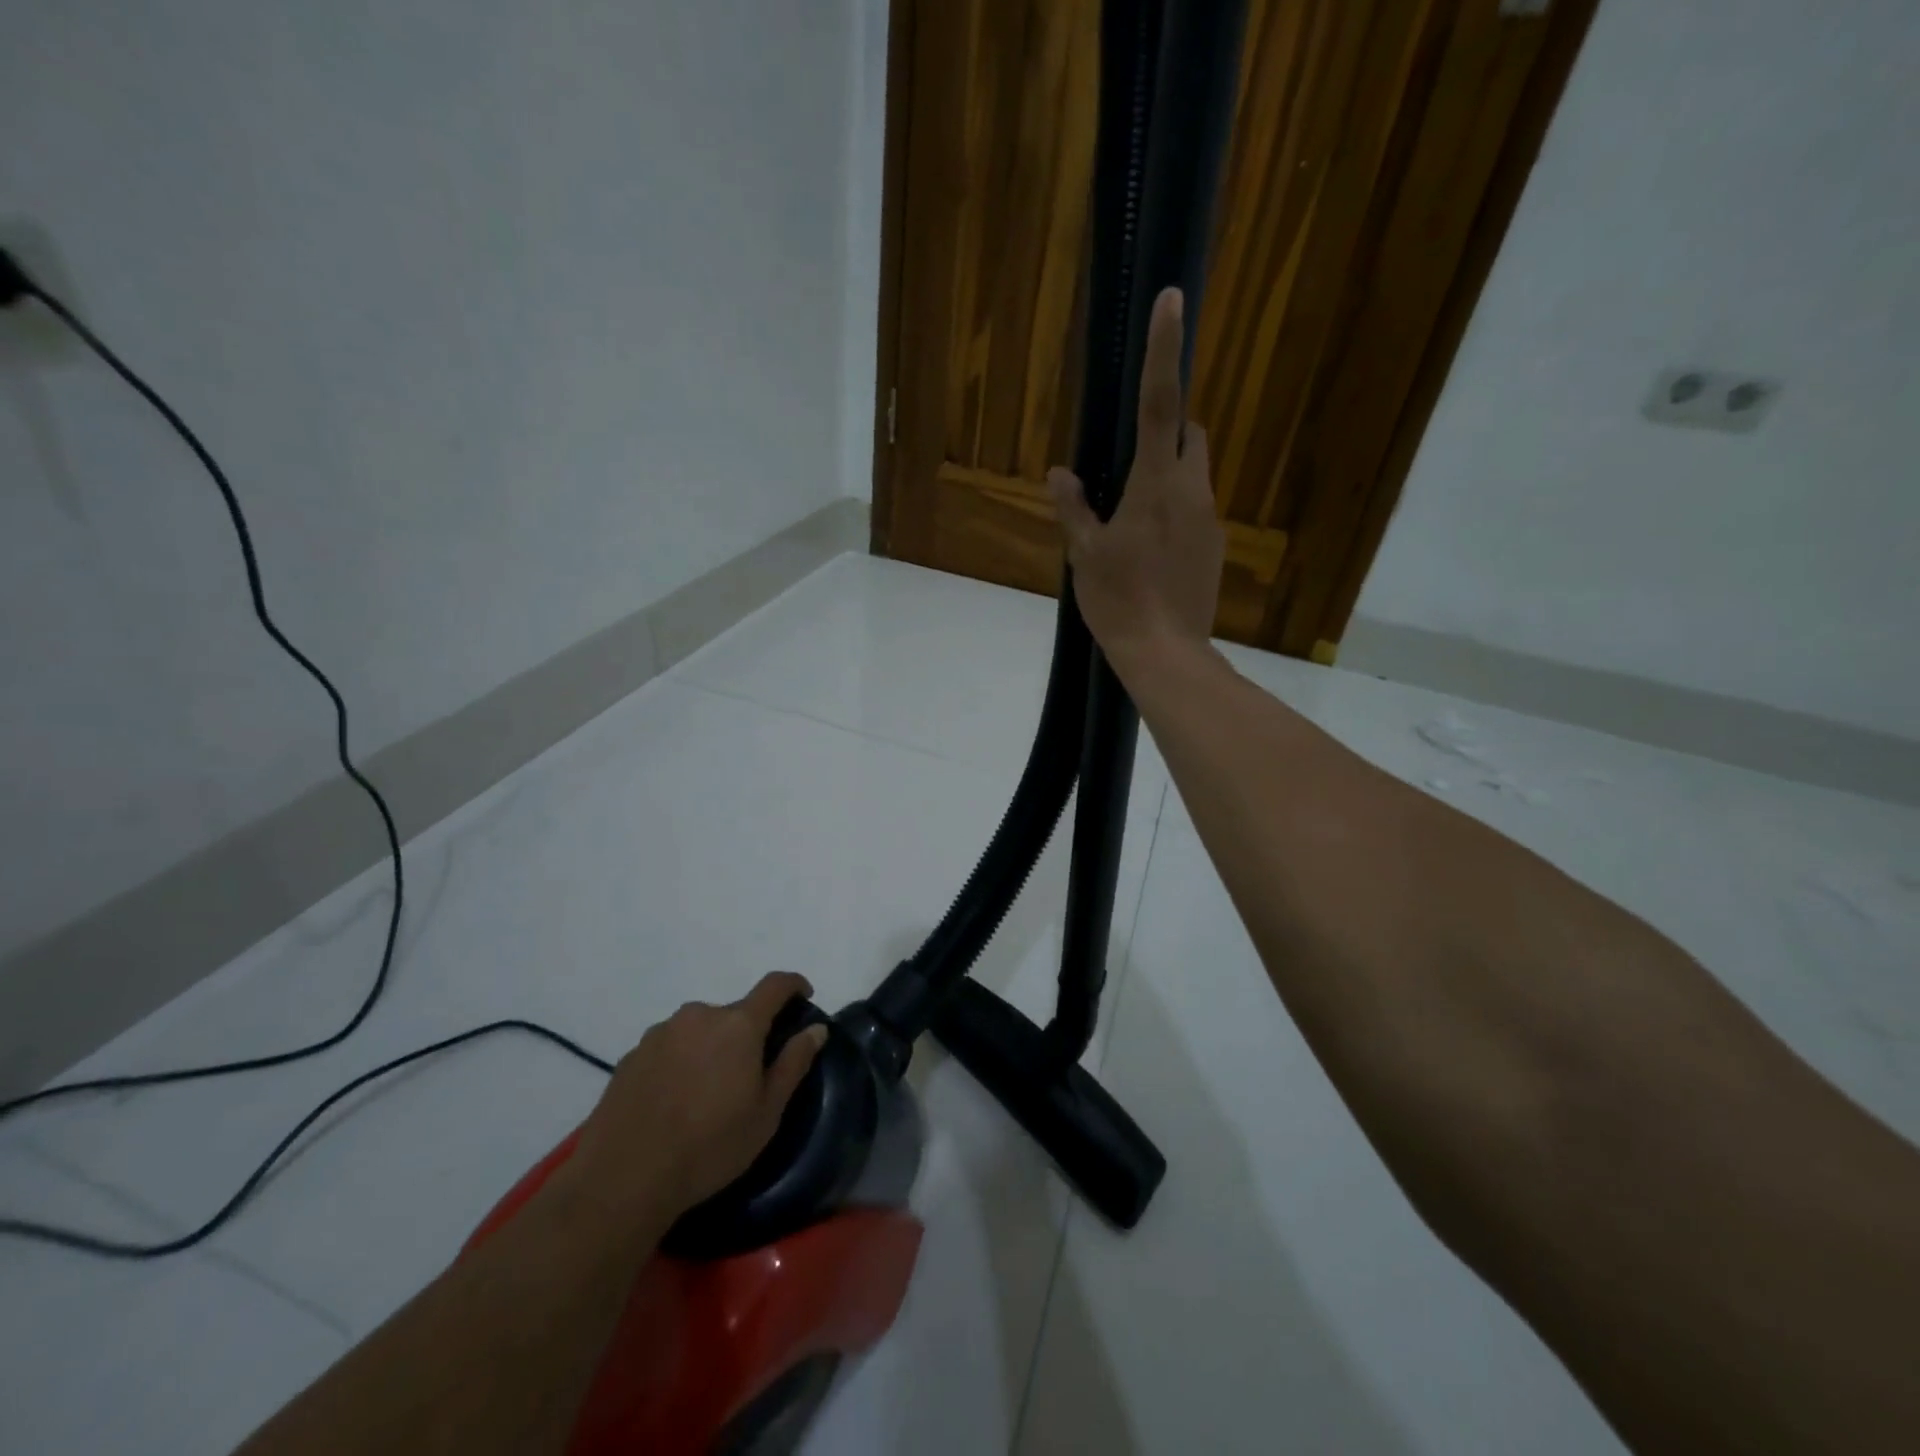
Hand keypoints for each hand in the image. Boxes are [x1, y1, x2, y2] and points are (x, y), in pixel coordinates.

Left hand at [572, 972, 827, 1220]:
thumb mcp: (766, 1113)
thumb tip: (816, 1029)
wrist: (622, 1180)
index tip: (804, 996)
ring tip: (707, 1091)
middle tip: (750, 1073)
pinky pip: (669, 1047)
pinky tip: (674, 1100)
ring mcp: (660, 1033)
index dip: (794, 985)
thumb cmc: (709, 1146)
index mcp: (738, 1025)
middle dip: (748, 1032)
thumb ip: (793, 1063)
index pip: (774, 986)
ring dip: (711, 1047)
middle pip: (734, 1013)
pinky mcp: (631, 1055)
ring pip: (699, 1029)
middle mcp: (699, 1015)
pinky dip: (681, 1062)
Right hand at [1048, 287, 1223, 674]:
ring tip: (1133, 518)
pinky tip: (1151, 550)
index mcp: (1155, 484)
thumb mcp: (1084, 555)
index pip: (1160, 404)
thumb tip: (1060, 474)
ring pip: (1195, 473)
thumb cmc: (1118, 601)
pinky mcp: (1215, 547)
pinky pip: (1196, 509)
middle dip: (1167, 430)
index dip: (1165, 350)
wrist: (1165, 653)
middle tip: (1128, 463)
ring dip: (1169, 474)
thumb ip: (1073, 508)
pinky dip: (1175, 510)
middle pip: (1189, 434)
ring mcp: (1209, 519)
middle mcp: (1192, 491)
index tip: (1173, 300)